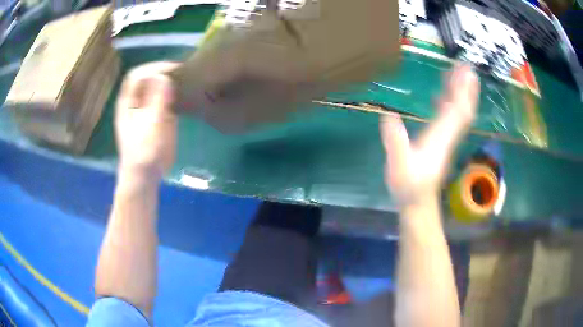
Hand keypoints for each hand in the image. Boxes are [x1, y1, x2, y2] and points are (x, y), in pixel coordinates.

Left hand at [115, 62, 179, 179]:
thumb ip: (157, 100)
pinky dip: (173, 92)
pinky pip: (164, 97)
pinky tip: (184, 93)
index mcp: (127, 103)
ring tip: (186, 78)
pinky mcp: (156, 115)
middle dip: (163, 70)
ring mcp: (145, 108)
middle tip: (182, 71)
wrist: (144, 174)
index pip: (137, 75)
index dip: (153, 68)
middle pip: (147, 77)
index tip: (172, 69)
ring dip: (169, 79)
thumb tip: (164, 76)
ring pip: (155, 85)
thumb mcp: (150, 126)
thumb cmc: (144, 152)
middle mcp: (135, 101)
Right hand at [380, 64, 478, 205]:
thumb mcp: (398, 166)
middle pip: (463, 109)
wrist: (418, 202)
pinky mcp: (441, 141)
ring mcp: (446, 138)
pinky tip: (444, 93)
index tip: (465, 72)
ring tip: (460, 73)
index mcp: (439, 137)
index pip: (456, 111)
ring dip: (461, 93)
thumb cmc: (407, 186)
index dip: (461, 91)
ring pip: (459, 112)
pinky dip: (451, 103)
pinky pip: (450, 118)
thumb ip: (395, 143)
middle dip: (466, 87)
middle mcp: (447, 135)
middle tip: (468, 66)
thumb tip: (388, 117)